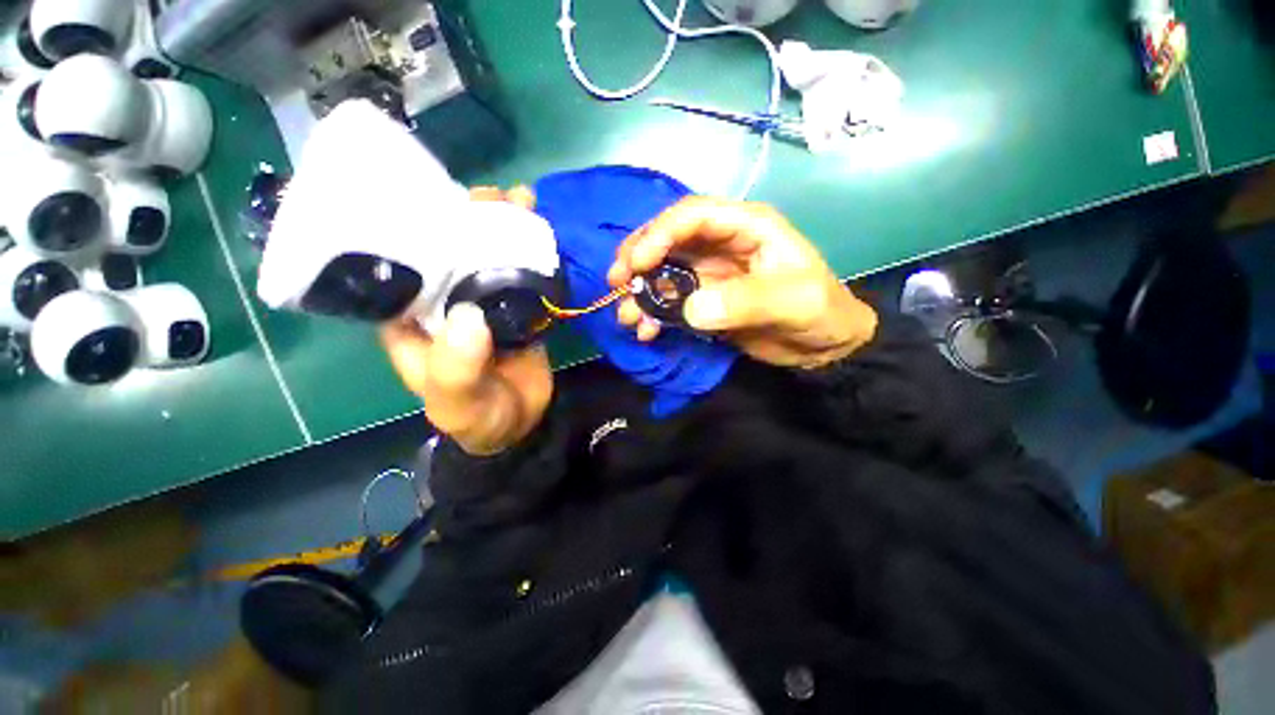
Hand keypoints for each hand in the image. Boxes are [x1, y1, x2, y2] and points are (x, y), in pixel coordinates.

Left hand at [380, 186, 551, 455]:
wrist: (522, 425)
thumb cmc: (477, 419)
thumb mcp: (457, 404)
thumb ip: (456, 370)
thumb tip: (469, 316)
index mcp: (411, 320)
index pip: (400, 265)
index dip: (414, 228)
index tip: (437, 198)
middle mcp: (441, 303)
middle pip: (448, 251)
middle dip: (465, 218)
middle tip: (489, 195)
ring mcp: (480, 302)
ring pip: (485, 257)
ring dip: (500, 228)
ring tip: (519, 200)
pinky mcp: (512, 308)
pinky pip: (518, 274)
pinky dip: (528, 252)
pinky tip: (540, 229)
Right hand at [608, 196, 877, 368]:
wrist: (825, 346)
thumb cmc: (819, 312)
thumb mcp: (791, 302)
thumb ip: (743, 302)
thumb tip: (689, 309)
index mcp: (746, 227)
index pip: (694, 215)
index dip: (660, 233)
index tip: (637, 263)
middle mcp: (722, 244)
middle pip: (669, 239)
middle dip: (638, 258)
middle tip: (616, 282)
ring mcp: (710, 274)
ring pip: (664, 272)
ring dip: (641, 291)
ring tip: (627, 316)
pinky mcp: (705, 301)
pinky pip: (671, 301)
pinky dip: (655, 314)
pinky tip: (647, 331)